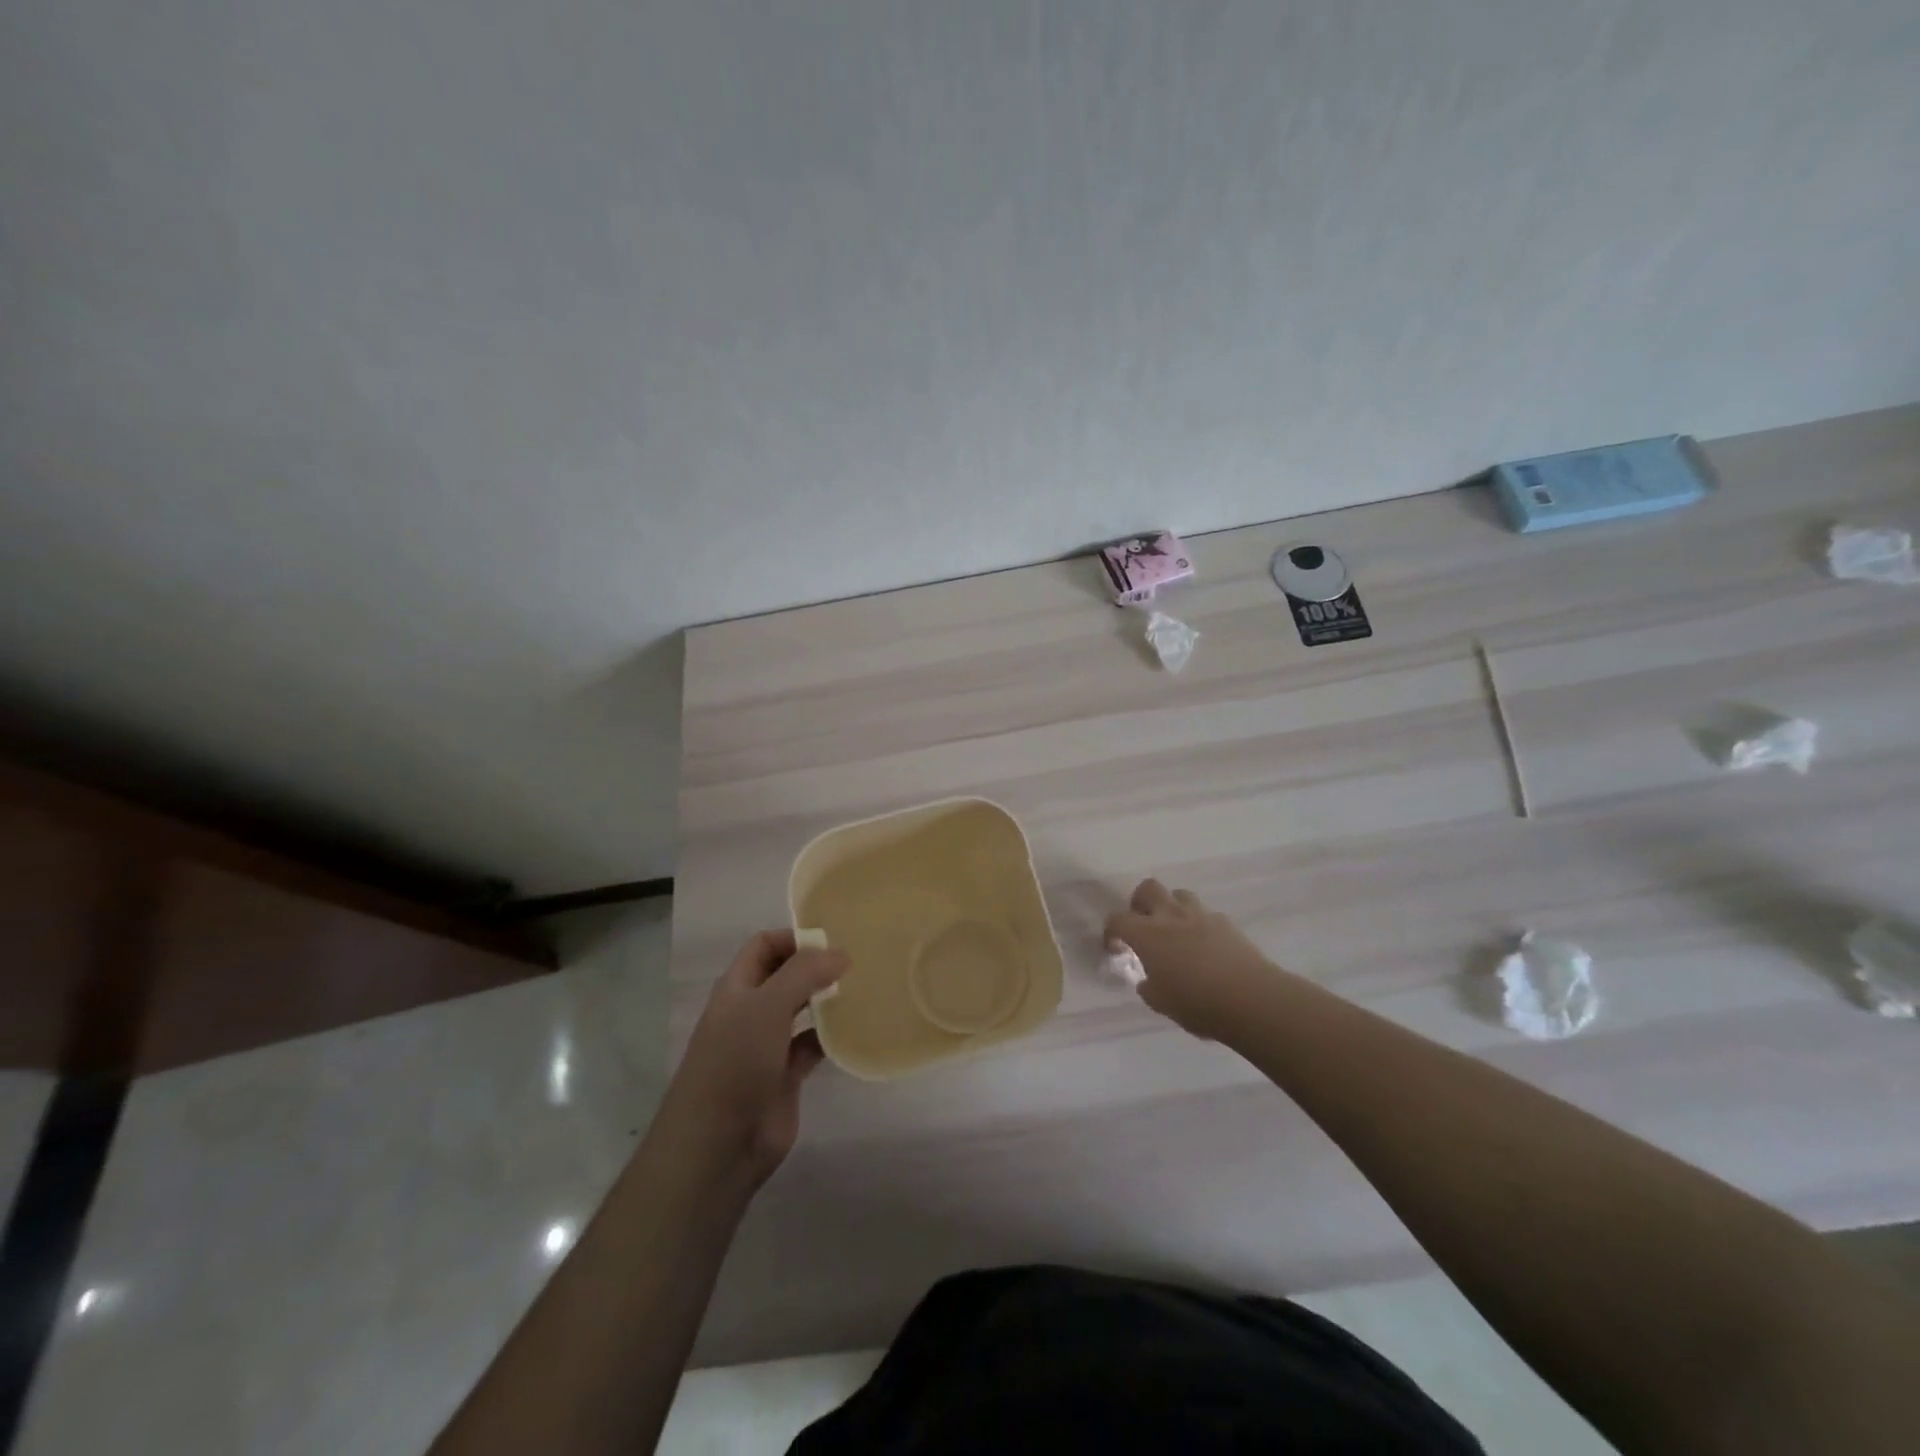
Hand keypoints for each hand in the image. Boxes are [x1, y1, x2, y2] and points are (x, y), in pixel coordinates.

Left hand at [660, 930, 849, 1185]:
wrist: (717, 1145)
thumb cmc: (735, 1063)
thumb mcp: (767, 1006)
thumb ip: (804, 973)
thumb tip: (841, 953)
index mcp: (737, 988)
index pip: (764, 945)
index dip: (794, 937)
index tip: (833, 940)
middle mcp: (751, 1011)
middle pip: (785, 975)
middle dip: (815, 966)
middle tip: (857, 962)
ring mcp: (767, 1045)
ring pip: (801, 1010)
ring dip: (826, 999)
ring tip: (863, 988)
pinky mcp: (785, 1076)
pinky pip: (812, 1045)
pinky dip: (831, 1036)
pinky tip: (855, 1029)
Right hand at [1106, 879, 1276, 1041]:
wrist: (1252, 999)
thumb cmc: (1198, 1003)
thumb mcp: (1162, 1003)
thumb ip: (1149, 987)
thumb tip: (1148, 980)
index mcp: (1147, 934)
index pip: (1117, 920)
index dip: (1111, 932)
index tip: (1116, 948)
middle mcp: (1170, 916)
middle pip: (1148, 888)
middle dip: (1140, 902)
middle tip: (1143, 925)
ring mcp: (1201, 915)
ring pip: (1179, 894)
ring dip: (1171, 908)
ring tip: (1175, 932)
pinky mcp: (1226, 923)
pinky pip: (1206, 914)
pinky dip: (1199, 924)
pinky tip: (1205, 947)